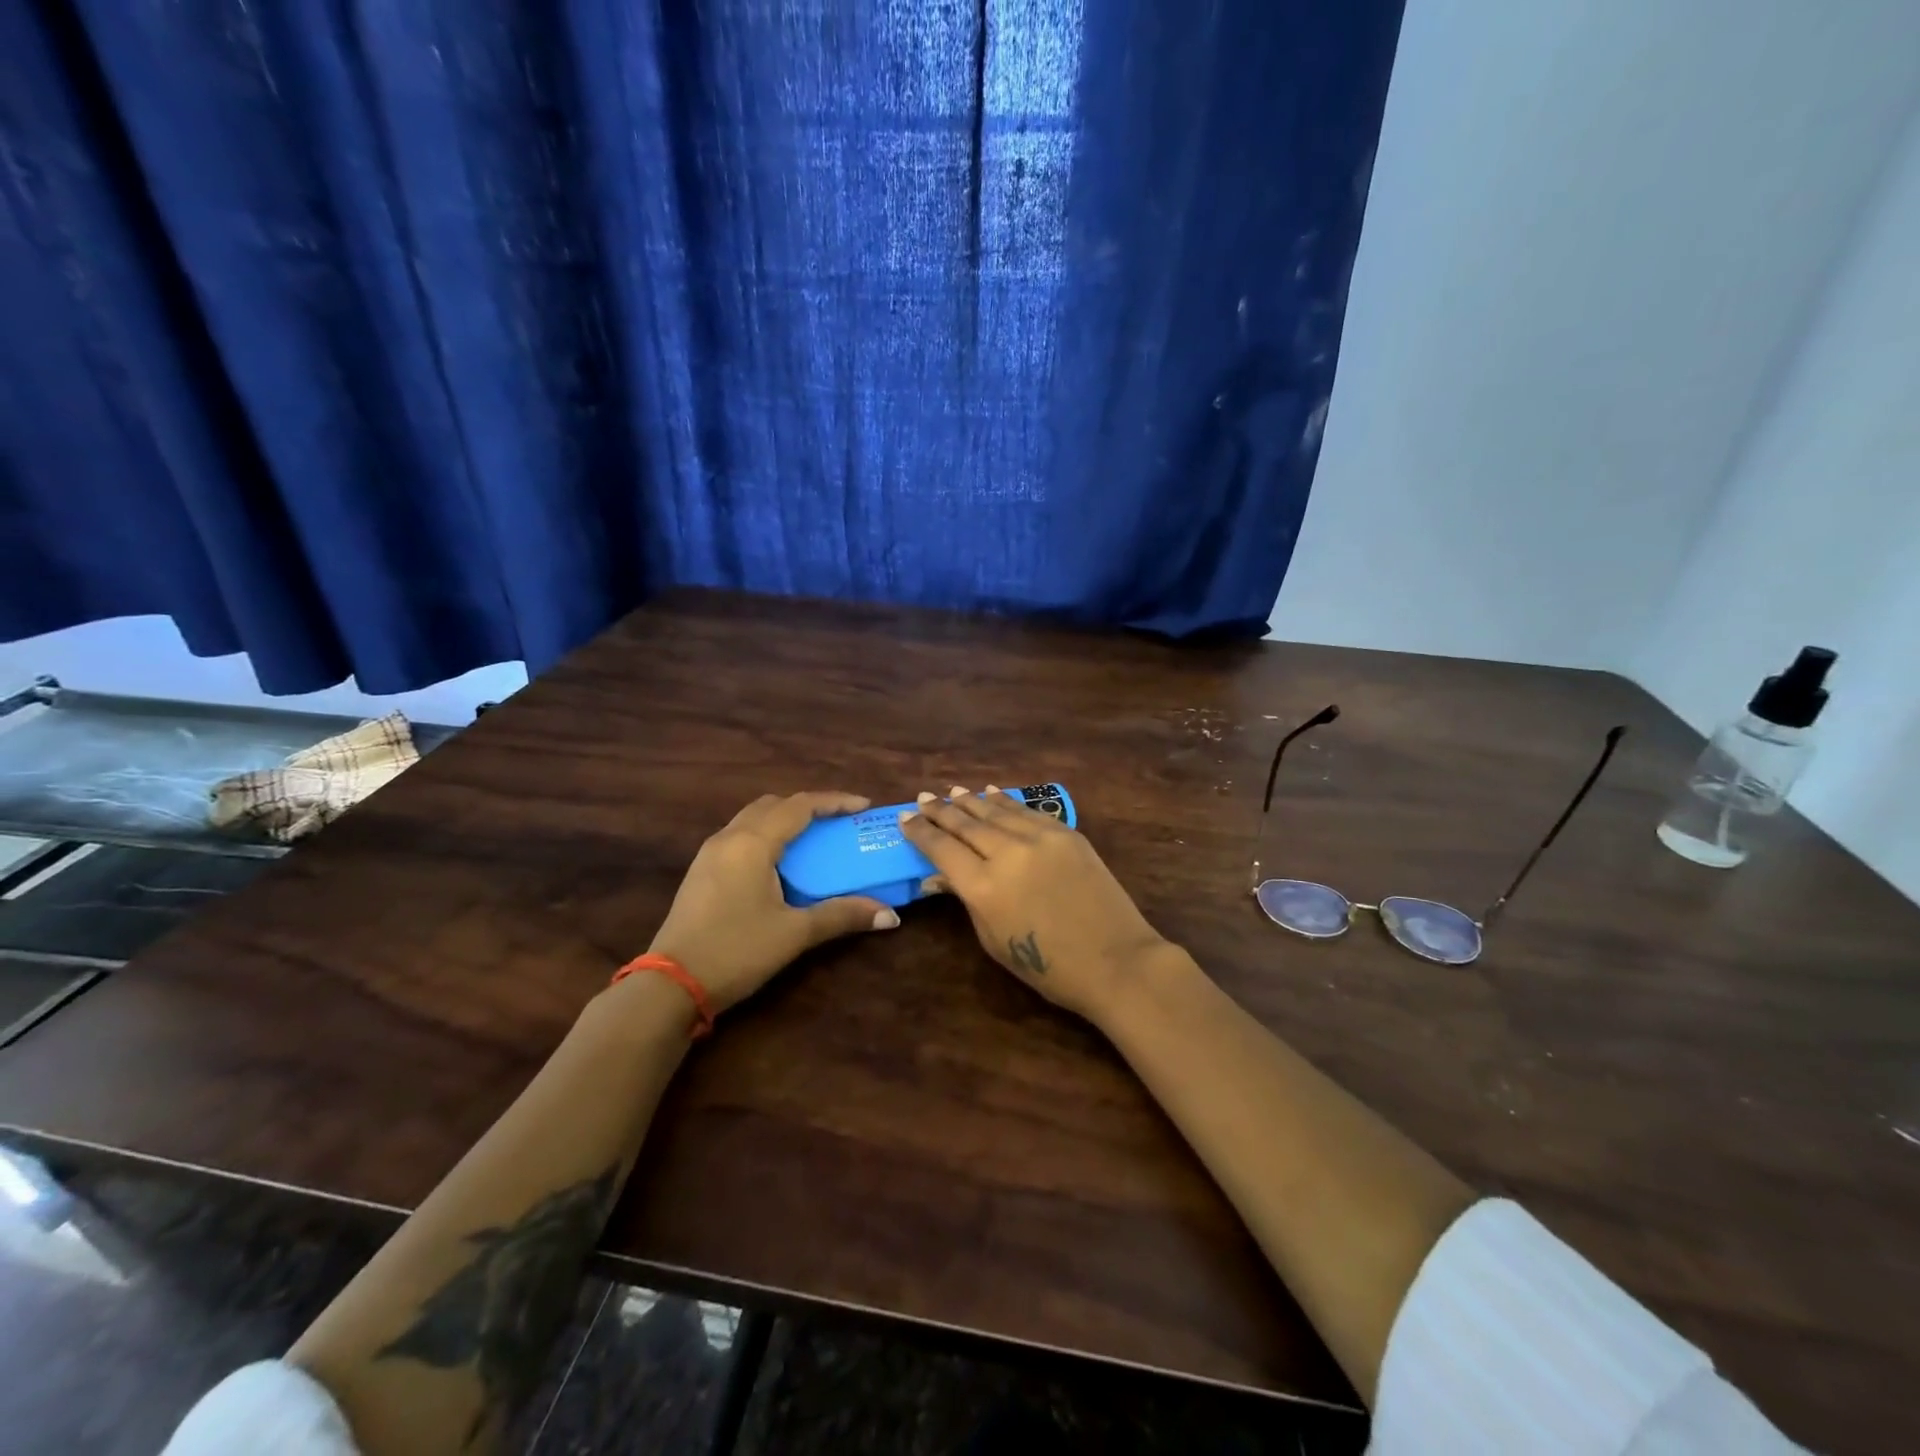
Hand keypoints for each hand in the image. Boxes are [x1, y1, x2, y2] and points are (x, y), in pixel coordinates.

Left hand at [647, 792, 898, 1013]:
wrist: (670, 985)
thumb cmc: (736, 951)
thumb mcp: (794, 934)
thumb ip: (842, 916)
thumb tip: (890, 916)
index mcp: (752, 843)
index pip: (800, 806)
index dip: (834, 801)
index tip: (864, 806)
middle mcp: (729, 838)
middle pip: (773, 805)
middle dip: (808, 806)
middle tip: (838, 822)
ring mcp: (709, 854)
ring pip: (752, 818)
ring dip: (784, 819)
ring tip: (812, 838)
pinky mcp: (700, 872)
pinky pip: (739, 836)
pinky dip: (765, 836)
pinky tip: (778, 863)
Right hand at [898, 787, 1168, 1021]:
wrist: (1115, 960)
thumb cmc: (1048, 967)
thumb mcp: (993, 940)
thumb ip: (966, 900)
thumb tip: (939, 875)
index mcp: (983, 886)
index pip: (942, 849)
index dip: (920, 832)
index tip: (905, 819)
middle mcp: (1007, 853)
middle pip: (965, 823)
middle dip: (941, 810)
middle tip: (923, 798)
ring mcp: (1040, 838)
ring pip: (996, 810)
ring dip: (970, 800)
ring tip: (952, 792)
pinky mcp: (1066, 833)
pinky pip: (1027, 811)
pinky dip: (1005, 801)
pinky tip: (991, 793)